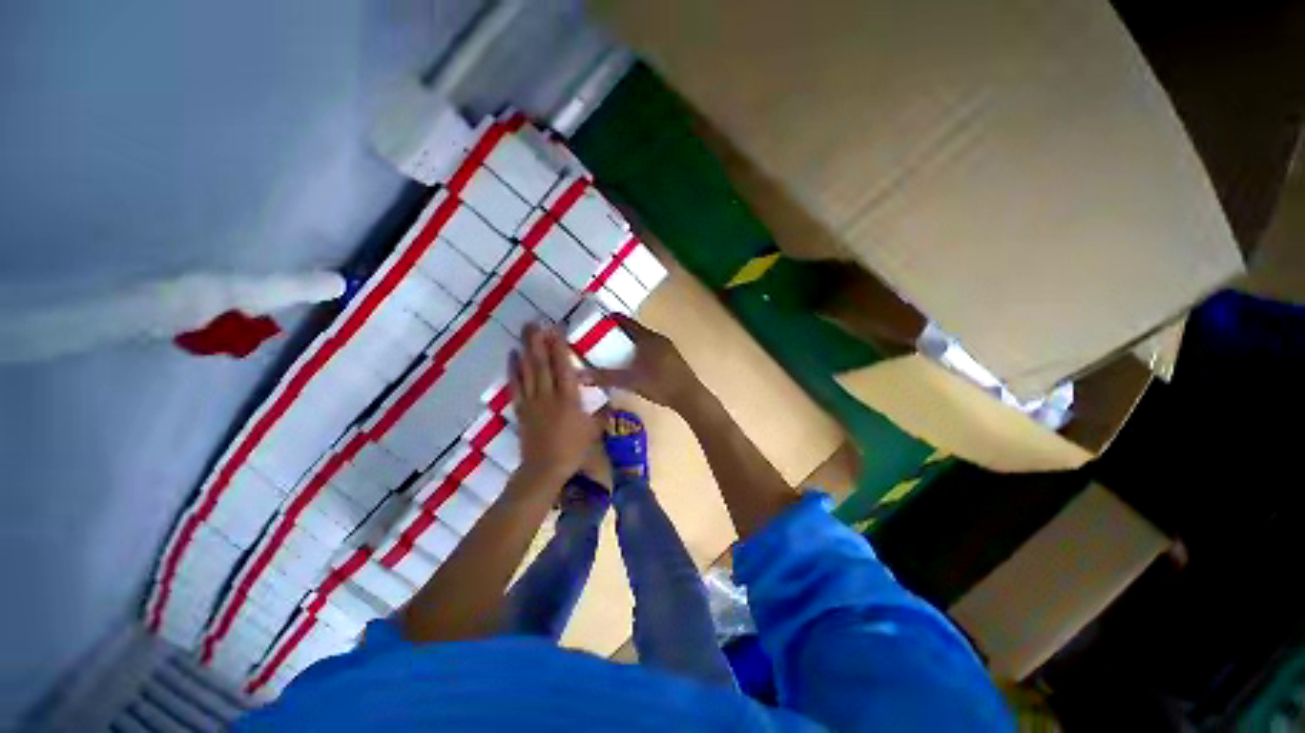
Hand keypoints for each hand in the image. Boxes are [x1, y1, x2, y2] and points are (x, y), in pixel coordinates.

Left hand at [509, 323, 599, 485]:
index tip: (556, 328)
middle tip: (534, 322)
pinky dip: (513, 369)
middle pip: (541, 363)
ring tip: (524, 332)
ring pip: (527, 370)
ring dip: (525, 349)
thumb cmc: (574, 449)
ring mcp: (532, 401)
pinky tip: (512, 356)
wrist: (545, 468)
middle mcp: (548, 394)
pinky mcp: (521, 409)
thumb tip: (612, 400)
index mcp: (569, 397)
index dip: (559, 346)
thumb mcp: (594, 430)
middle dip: (537, 341)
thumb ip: (603, 413)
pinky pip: (516, 385)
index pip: (563, 366)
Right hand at [585, 314, 705, 412]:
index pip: (626, 322)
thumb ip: (605, 377)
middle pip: (635, 331)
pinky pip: (653, 350)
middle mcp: (658, 338)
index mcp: (647, 338)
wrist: (689, 396)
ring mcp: (668, 348)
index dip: (611, 320)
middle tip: (602, 340)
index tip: (597, 321)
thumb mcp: (629, 381)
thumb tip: (580, 376)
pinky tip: (636, 365)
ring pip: (645, 341)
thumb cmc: (659, 384)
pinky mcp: (673, 359)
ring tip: (616, 353)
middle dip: (619, 334)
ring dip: (632, 344)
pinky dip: (641, 352)